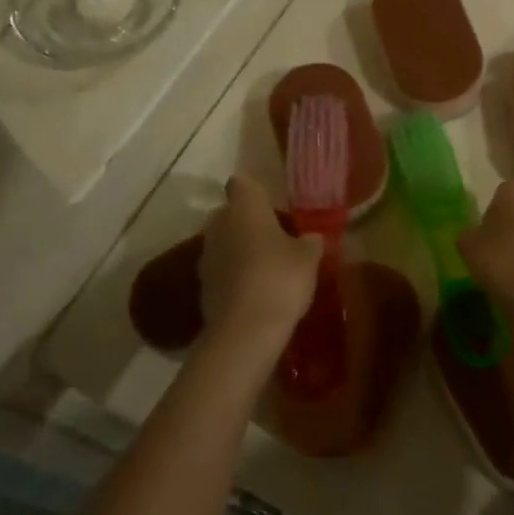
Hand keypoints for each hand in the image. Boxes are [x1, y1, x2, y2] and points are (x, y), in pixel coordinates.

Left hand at [199, 176, 321, 339]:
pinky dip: (233, 276)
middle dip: (247, 221)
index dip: (255, 192)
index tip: (272, 204)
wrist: (245, 331)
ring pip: (223, 242)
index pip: (242, 184)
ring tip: (266, 266)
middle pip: (229, 213)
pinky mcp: (202, 285)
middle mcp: (219, 225)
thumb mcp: (309, 258)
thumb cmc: (280, 279)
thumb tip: (310, 238)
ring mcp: (206, 256)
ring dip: (239, 249)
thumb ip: (310, 242)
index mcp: (245, 208)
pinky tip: (254, 291)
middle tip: (274, 236)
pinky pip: (220, 270)